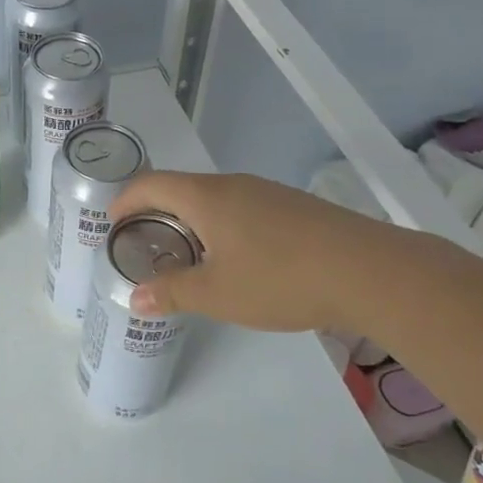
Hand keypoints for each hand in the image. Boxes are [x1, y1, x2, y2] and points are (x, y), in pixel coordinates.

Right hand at [107, 170, 416, 332]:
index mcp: (206, 197)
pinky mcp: (294, 208)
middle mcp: (234, 185)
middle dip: (157, 212)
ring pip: (214, 199)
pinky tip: (237, 258)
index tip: (112, 222)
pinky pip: (242, 208)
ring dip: (191, 220)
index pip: (152, 184)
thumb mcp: (218, 293)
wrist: (370, 271)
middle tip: (144, 243)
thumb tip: (135, 298)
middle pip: (182, 188)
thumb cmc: (281, 278)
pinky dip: (222, 226)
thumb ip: (172, 292)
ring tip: (187, 254)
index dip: (126, 200)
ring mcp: (268, 193)